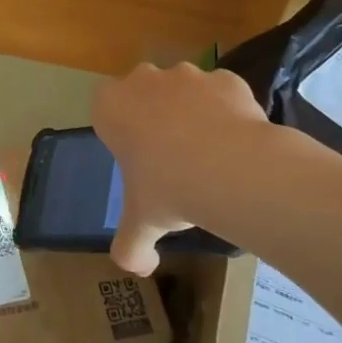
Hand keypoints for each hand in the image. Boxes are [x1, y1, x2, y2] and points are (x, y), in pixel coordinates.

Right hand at [93, 62, 272, 274]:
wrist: (231, 168)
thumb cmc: (169, 189)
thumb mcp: (140, 225)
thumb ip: (131, 248)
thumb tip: (139, 268)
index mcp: (111, 106)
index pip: (105, 110)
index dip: (121, 132)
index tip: (137, 159)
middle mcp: (144, 80)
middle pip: (144, 92)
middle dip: (154, 115)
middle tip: (171, 157)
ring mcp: (188, 74)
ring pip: (185, 89)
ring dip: (191, 111)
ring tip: (209, 153)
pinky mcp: (226, 78)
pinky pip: (222, 94)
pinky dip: (227, 111)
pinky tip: (236, 142)